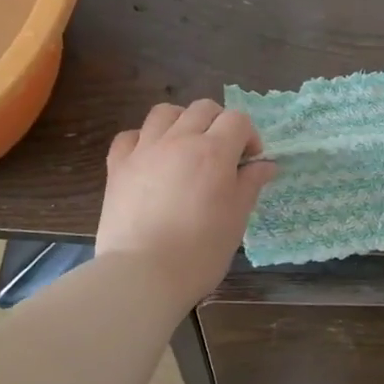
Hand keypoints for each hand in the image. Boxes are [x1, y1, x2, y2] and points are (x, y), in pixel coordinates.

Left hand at [97, 100, 276, 304]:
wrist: (142, 274)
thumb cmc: (200, 251)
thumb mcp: (236, 218)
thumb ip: (250, 184)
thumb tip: (265, 164)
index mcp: (214, 152)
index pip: (238, 120)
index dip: (249, 136)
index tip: (249, 162)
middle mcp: (179, 140)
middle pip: (203, 109)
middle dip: (219, 124)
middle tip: (222, 154)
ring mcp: (144, 150)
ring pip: (165, 112)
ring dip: (181, 122)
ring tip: (185, 148)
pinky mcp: (117, 166)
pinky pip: (130, 136)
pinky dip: (144, 139)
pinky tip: (151, 159)